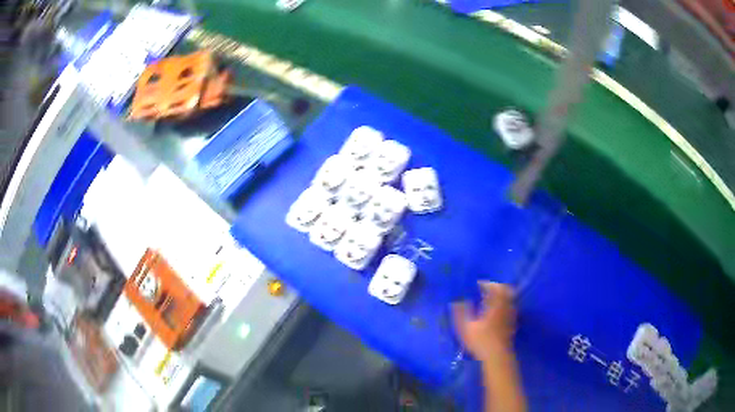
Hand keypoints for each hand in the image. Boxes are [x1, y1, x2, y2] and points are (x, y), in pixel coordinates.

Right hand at [452, 282, 516, 360]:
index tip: (477, 284)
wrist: (497, 356)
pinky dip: (504, 306)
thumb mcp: (466, 327)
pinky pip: (510, 308)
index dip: (485, 284)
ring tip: (490, 300)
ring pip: (509, 300)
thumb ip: (461, 312)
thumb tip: (456, 300)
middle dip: (496, 287)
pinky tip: (496, 313)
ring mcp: (511, 316)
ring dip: (501, 296)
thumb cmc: (481, 341)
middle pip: (505, 291)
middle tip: (486, 289)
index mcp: (495, 305)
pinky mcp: (512, 324)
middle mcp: (505, 307)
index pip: (494, 287)